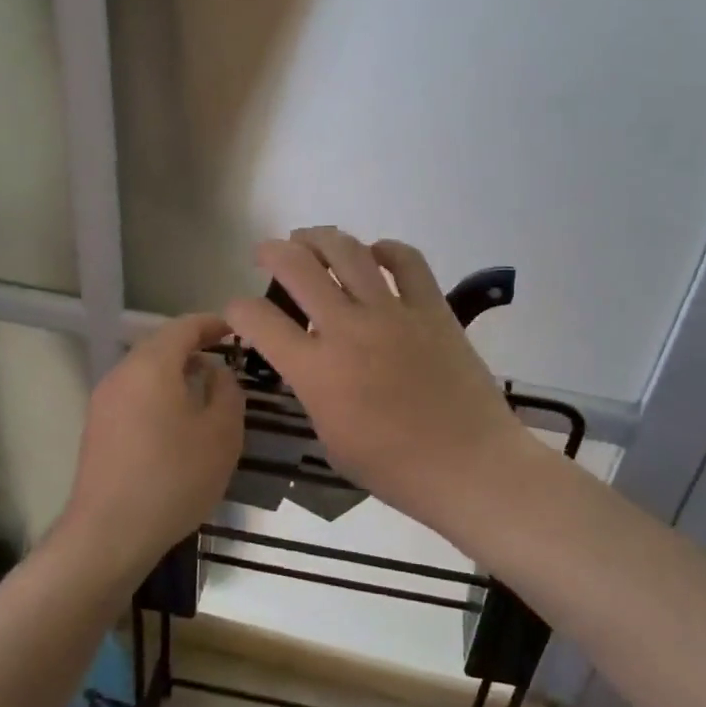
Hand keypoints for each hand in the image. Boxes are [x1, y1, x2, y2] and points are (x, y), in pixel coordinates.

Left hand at [60, 313, 244, 571]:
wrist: (109, 533)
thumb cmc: (174, 477)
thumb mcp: (221, 434)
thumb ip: (227, 392)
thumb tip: (216, 372)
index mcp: (152, 366)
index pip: (184, 327)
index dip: (213, 324)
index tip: (236, 330)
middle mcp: (122, 374)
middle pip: (160, 347)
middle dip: (193, 348)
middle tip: (225, 361)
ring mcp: (104, 401)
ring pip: (145, 373)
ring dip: (175, 374)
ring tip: (205, 392)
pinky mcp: (97, 428)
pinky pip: (134, 396)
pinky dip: (159, 395)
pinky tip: (177, 422)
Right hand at [224, 228, 538, 535]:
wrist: (468, 466)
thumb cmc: (394, 468)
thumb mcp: (330, 438)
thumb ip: (313, 392)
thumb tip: (311, 364)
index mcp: (316, 371)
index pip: (258, 320)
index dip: (237, 309)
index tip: (239, 311)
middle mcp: (348, 329)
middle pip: (298, 267)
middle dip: (272, 251)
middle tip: (268, 253)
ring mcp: (393, 313)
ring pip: (348, 252)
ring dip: (320, 238)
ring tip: (310, 239)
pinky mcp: (433, 308)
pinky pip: (408, 261)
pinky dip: (386, 249)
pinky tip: (376, 254)